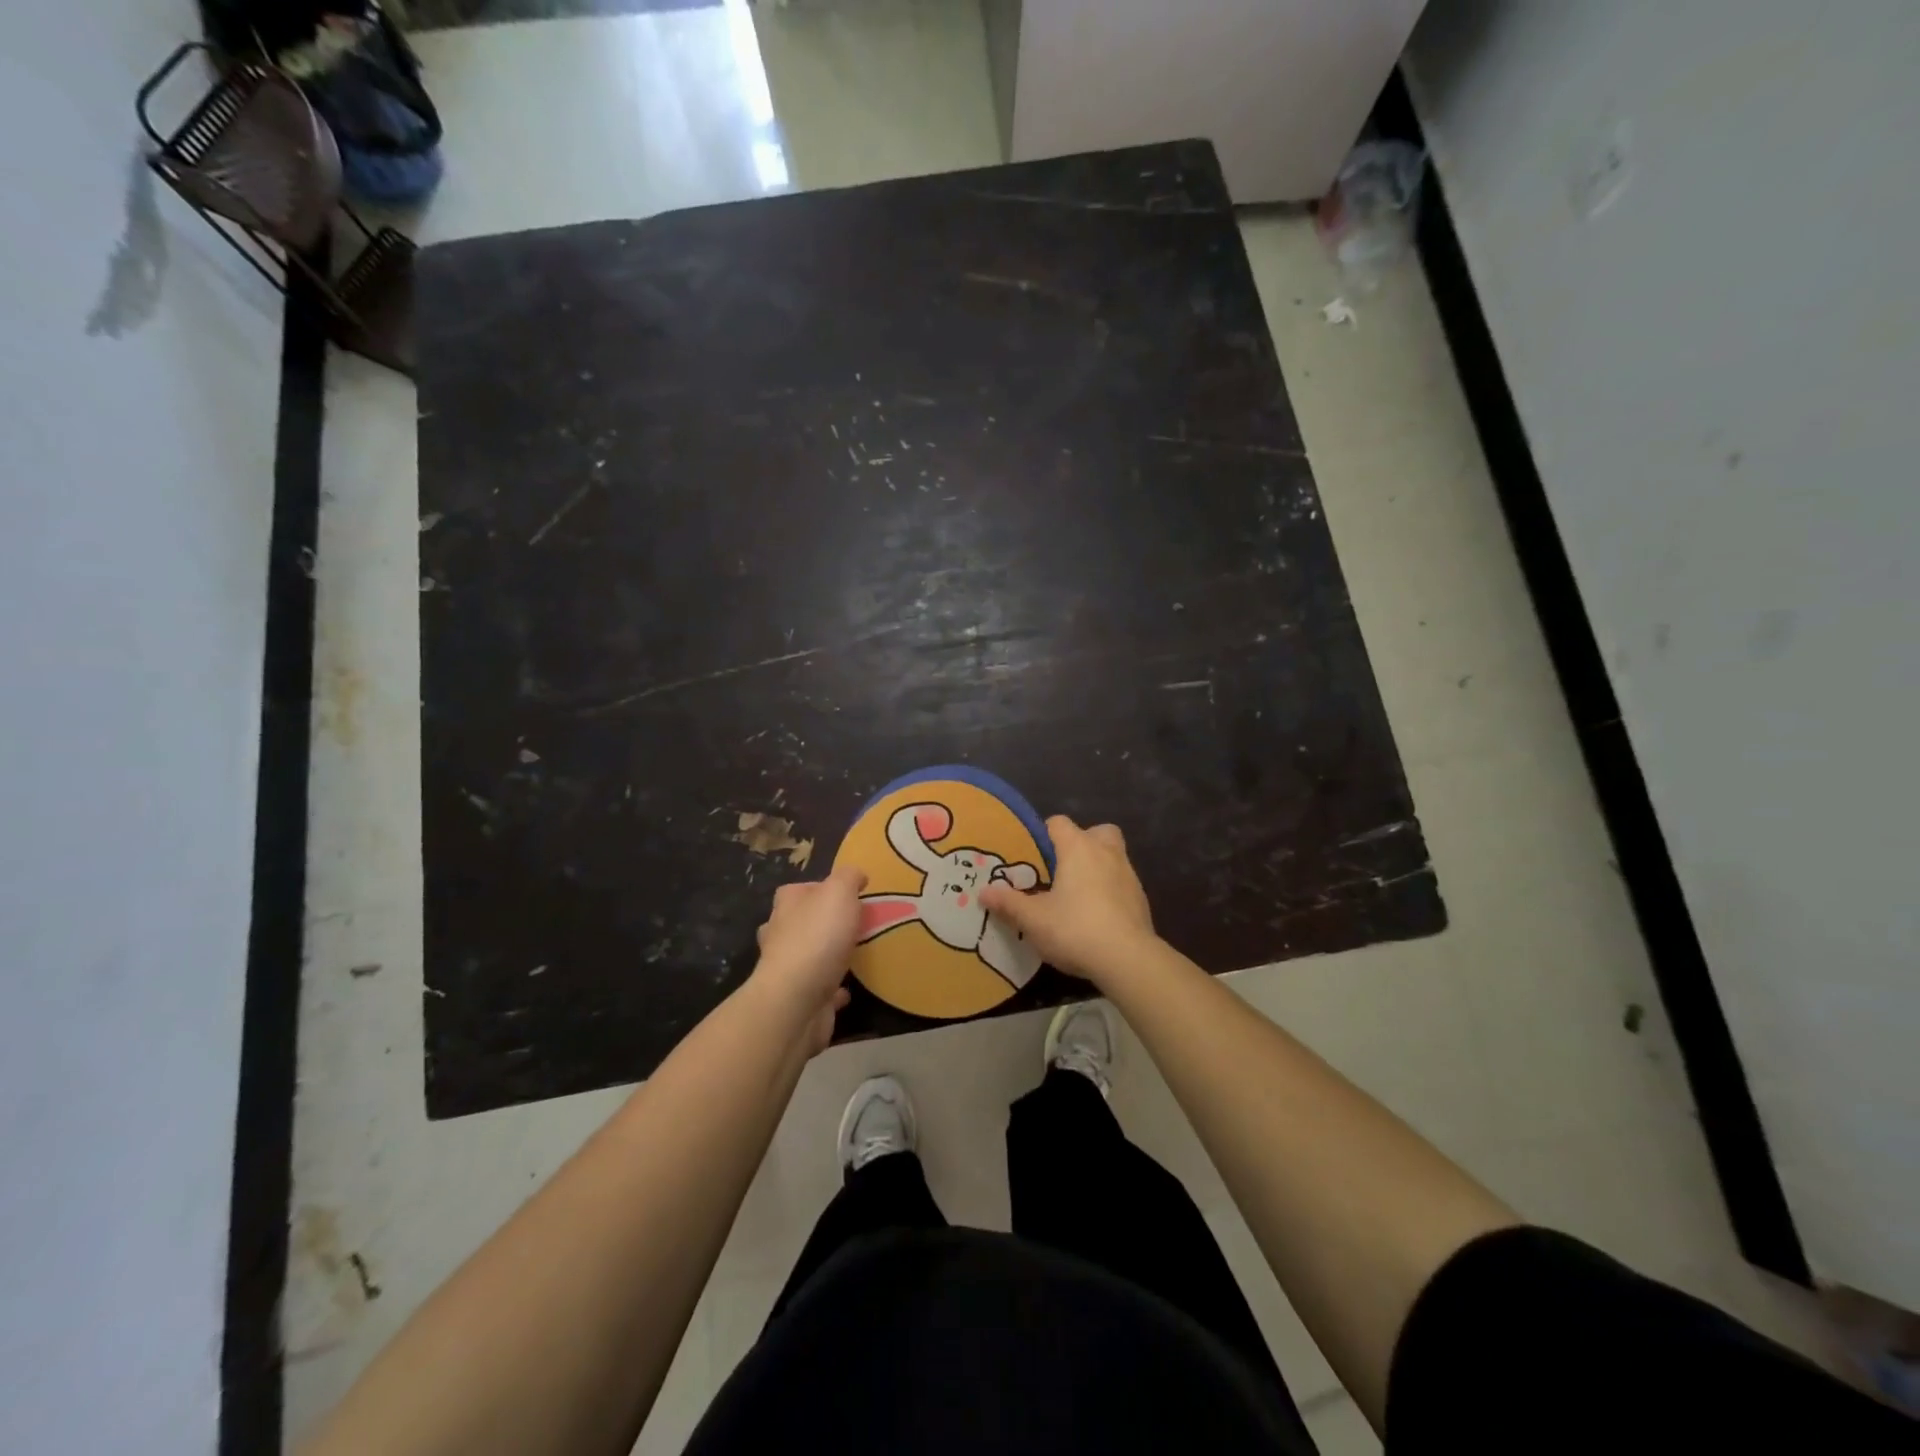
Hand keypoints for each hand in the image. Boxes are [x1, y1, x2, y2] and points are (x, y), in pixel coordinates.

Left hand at [751, 864, 866, 1053]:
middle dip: (822, 923)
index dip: (823, 889)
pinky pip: (818, 989)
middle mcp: (780, 933)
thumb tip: (856, 875)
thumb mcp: (839, 892)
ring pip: (808, 955)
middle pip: (801, 921)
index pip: (800, 888)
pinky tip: (848, 990)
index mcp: (787, 904)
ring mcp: (786, 968)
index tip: (850, 896)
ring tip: (854, 955)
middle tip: (854, 925)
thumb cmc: (818, 937)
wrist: (796, 1000)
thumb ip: (848, 877)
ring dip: (826, 955)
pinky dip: (832, 989)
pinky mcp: (797, 998)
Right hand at [980, 816, 1155, 986]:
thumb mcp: (1033, 920)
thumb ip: (1008, 903)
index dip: (1043, 834)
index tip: (1032, 857)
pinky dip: (1110, 891)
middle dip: (1081, 844)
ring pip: (1112, 856)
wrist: (1128, 959)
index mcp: (1078, 848)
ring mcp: (1128, 874)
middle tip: (1062, 869)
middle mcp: (1106, 852)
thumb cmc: (1075, 929)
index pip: (1058, 823)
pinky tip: (1096, 916)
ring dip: (1097, 867)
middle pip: (1095, 832)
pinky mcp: (1140, 898)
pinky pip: (1121, 883)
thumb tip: (984, 892)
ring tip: (1077, 896)